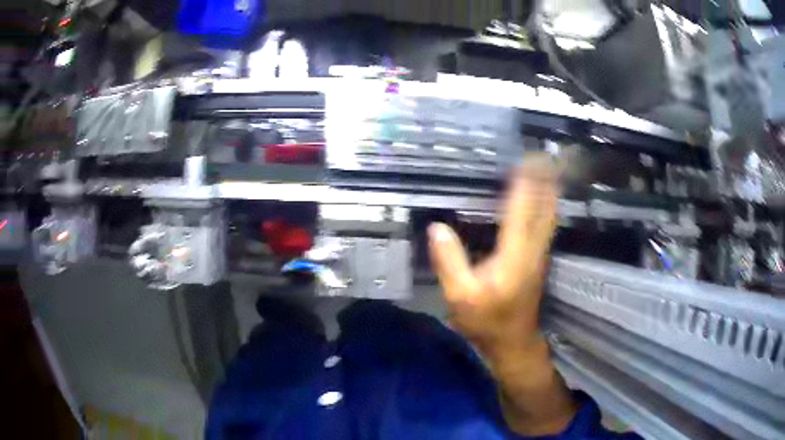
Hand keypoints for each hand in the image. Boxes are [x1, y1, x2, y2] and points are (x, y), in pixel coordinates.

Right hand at [428, 154, 559, 354]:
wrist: (513, 342)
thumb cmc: (486, 322)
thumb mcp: (460, 298)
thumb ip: (449, 262)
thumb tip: (437, 228)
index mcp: (514, 255)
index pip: (522, 210)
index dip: (525, 182)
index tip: (527, 157)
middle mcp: (533, 249)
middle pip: (544, 206)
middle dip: (545, 179)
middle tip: (542, 153)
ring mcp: (539, 254)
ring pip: (549, 214)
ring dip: (548, 188)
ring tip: (545, 166)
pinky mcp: (539, 258)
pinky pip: (545, 222)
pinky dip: (545, 203)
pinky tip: (541, 195)